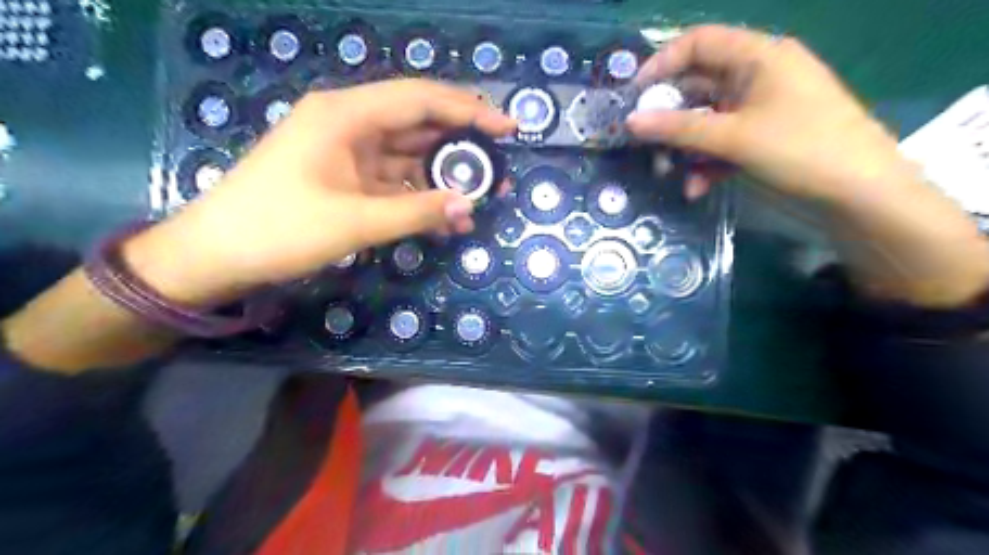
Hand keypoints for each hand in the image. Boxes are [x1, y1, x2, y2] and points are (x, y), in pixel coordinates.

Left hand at [123, 79, 518, 304]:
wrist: (217, 255)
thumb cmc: (279, 229)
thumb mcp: (355, 222)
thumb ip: (417, 211)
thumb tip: (470, 206)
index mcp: (346, 115)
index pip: (420, 100)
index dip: (469, 111)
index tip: (508, 129)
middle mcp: (350, 123)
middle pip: (419, 124)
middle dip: (462, 146)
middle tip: (499, 170)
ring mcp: (348, 151)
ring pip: (410, 155)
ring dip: (443, 176)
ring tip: (480, 199)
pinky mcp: (347, 177)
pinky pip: (394, 179)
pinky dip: (420, 195)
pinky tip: (445, 215)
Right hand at [629, 24, 914, 202]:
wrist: (859, 193)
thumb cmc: (800, 149)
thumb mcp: (733, 138)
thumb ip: (679, 128)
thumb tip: (630, 122)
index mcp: (758, 56)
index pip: (698, 43)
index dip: (662, 64)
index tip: (635, 96)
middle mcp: (757, 76)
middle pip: (698, 85)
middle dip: (669, 117)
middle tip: (643, 142)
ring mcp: (760, 108)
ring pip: (706, 119)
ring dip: (684, 146)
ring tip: (668, 172)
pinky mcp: (762, 136)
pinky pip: (722, 142)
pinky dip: (706, 163)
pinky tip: (697, 187)